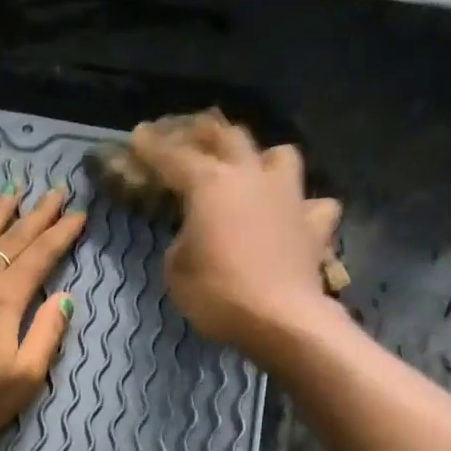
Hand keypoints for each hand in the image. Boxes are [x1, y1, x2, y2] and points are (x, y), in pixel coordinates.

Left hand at [0, 186, 85, 448]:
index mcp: (4, 300)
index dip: (61, 234)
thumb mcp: (24, 378)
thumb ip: (46, 334)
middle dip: (36, 215)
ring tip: (11, 193)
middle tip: (55, 192)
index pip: (40, 257)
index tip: (78, 214)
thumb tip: (65, 298)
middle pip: (10, 240)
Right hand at [128, 113, 343, 358]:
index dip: (152, 147)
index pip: (173, 158)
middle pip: (227, 137)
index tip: (137, 136)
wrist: (280, 318)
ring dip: (259, 157)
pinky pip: (312, 204)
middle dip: (201, 131)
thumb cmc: (218, 294)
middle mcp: (251, 177)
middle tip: (184, 132)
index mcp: (210, 185)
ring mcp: (289, 197)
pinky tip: (292, 217)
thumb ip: (182, 240)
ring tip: (248, 169)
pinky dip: (300, 207)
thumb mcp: (176, 270)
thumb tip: (195, 234)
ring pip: (278, 155)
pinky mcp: (314, 224)